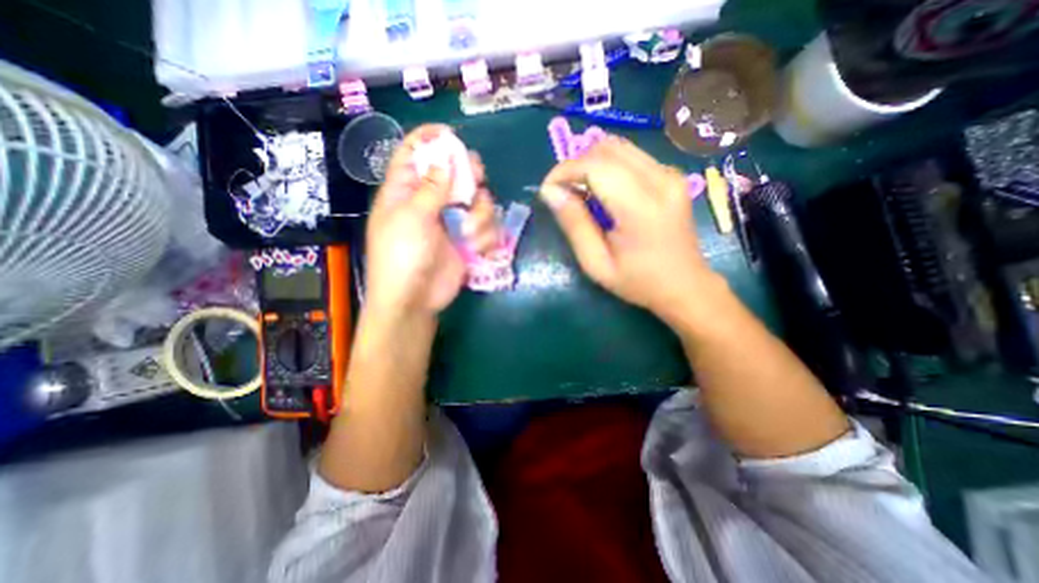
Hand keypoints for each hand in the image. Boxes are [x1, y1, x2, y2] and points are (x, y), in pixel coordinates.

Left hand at [363, 123, 497, 321]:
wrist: (415, 299)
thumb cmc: (402, 256)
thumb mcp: (412, 217)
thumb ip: (432, 186)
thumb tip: (445, 155)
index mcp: (406, 191)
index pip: (414, 154)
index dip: (430, 139)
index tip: (451, 135)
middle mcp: (431, 202)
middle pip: (455, 173)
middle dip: (468, 175)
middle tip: (475, 179)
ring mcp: (452, 222)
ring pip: (477, 200)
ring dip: (480, 215)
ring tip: (471, 233)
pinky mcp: (467, 240)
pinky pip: (485, 227)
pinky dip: (485, 236)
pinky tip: (476, 248)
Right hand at [539, 136, 718, 327]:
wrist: (685, 285)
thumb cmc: (638, 282)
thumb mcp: (596, 263)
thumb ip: (574, 224)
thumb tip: (550, 191)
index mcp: (641, 207)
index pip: (595, 166)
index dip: (564, 171)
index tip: (548, 191)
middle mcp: (660, 179)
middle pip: (606, 148)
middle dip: (576, 165)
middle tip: (564, 194)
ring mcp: (670, 173)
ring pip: (618, 147)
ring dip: (591, 164)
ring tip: (582, 192)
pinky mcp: (671, 174)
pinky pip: (631, 156)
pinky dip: (608, 167)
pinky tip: (604, 192)